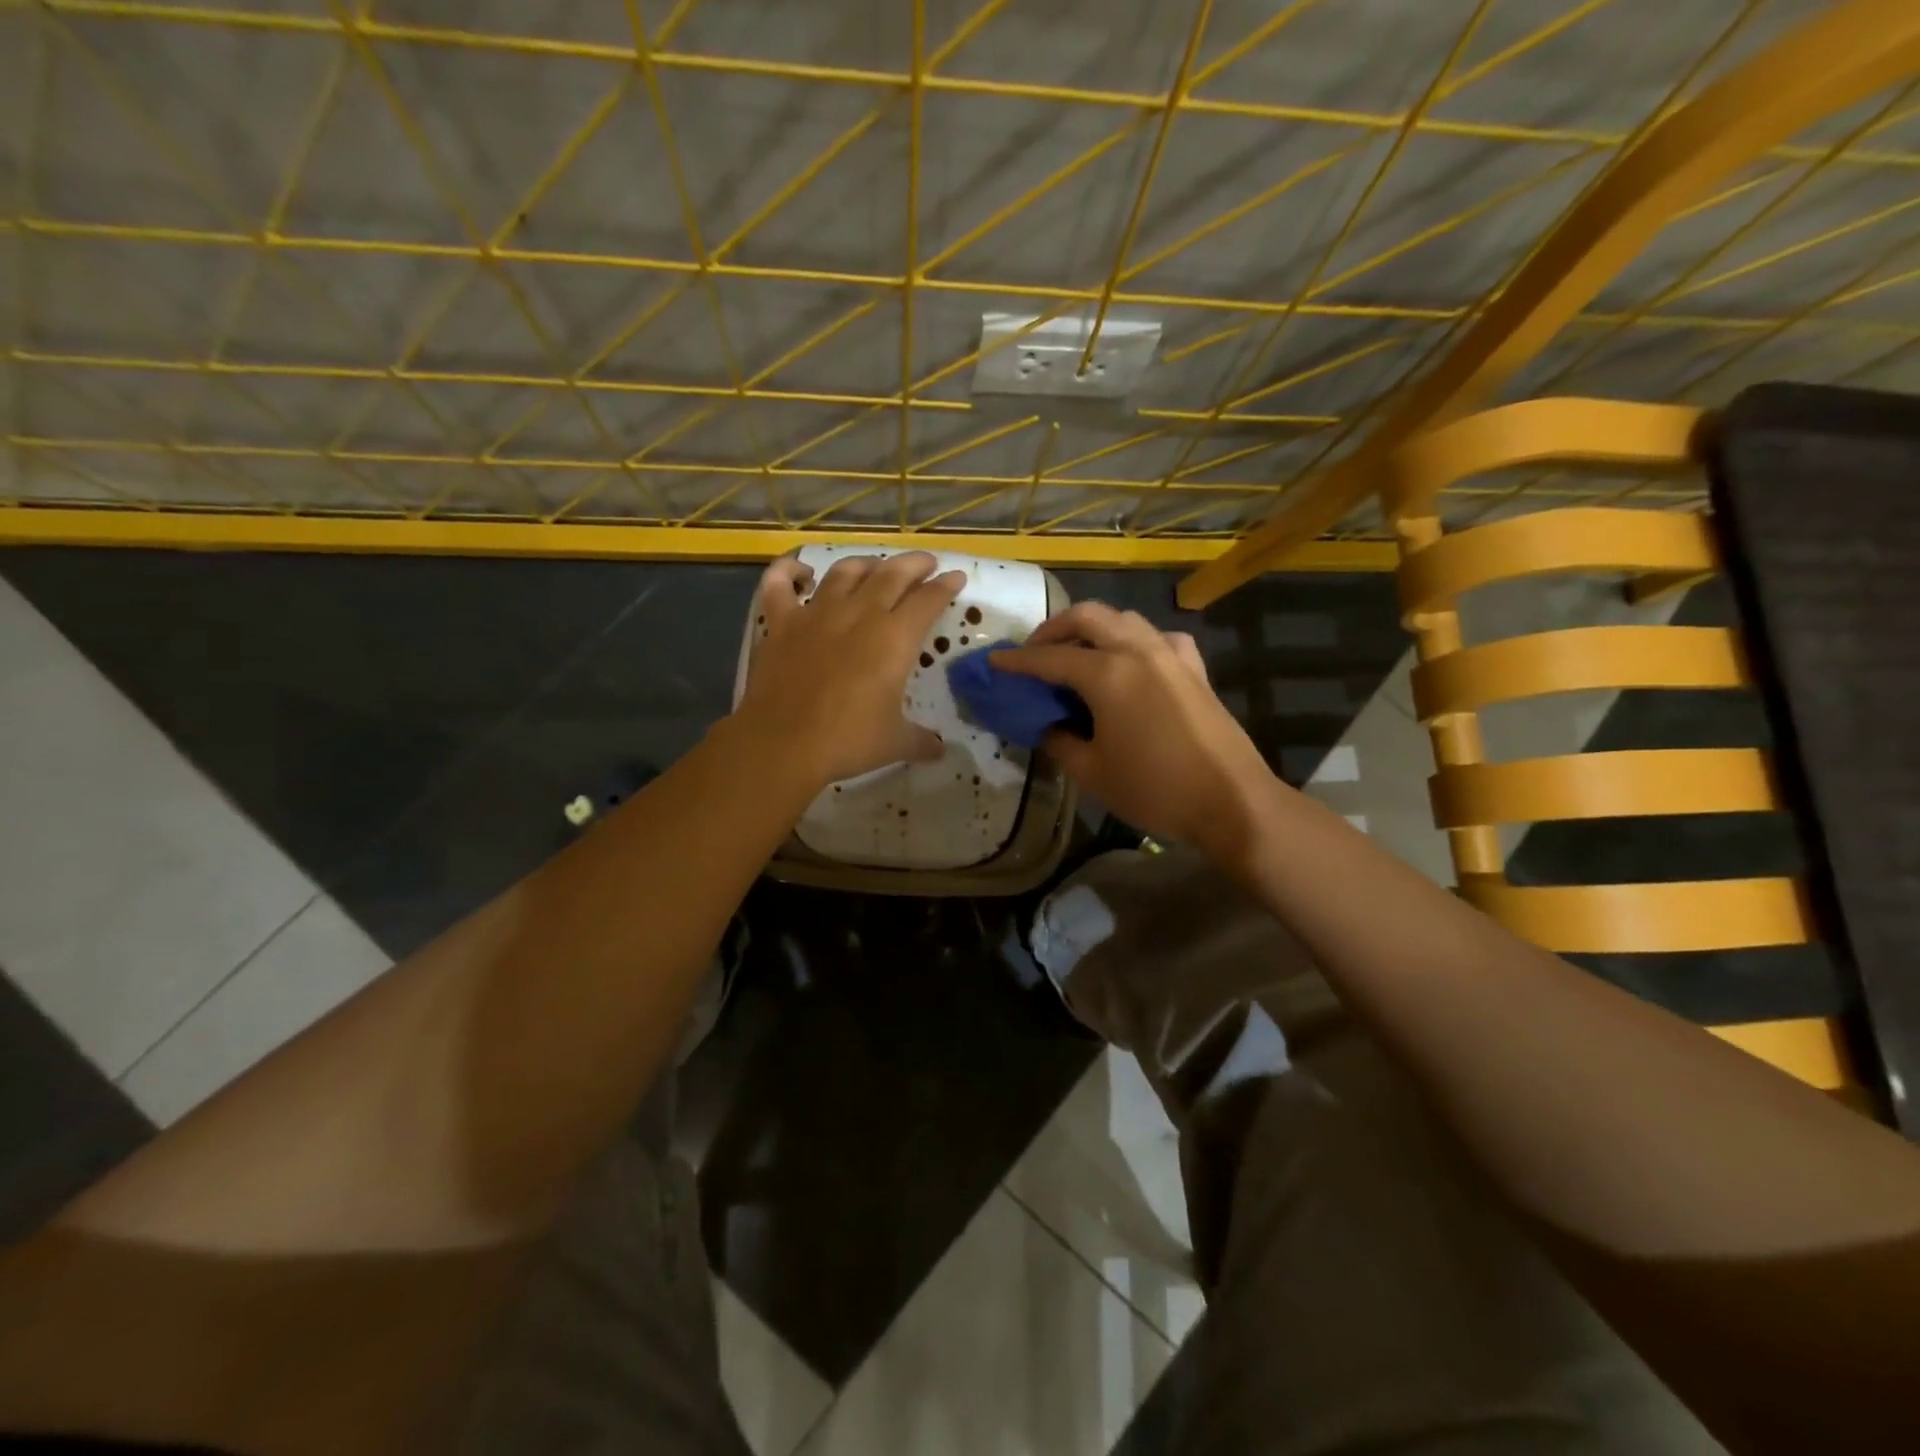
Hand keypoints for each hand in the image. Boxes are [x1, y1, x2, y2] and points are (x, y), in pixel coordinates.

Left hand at [735, 552, 965, 786]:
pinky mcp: (781, 622)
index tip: (956, 577)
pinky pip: (781, 584)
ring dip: (866, 563)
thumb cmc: (847, 741)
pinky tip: (802, 570)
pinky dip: (789, 570)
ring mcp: (817, 613)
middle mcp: (859, 614)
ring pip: (845, 572)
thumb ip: (920, 741)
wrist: (783, 742)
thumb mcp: (894, 743)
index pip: (928, 600)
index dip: (946, 586)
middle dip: (914, 564)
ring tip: (876, 565)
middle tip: (925, 563)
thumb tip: (939, 750)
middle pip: (892, 574)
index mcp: (895, 638)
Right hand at [992, 603, 1273, 860]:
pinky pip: (1158, 637)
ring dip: (1094, 627)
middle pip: (1088, 616)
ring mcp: (1171, 655)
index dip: (1017, 660)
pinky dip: (1135, 640)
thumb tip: (1045, 725)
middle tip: (1034, 652)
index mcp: (1108, 675)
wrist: (1231, 801)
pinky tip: (1132, 662)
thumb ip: (1059, 741)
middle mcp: (1138, 651)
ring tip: (1077, 653)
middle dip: (1054, 628)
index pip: (1050, 658)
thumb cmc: (1155, 789)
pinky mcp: (1194, 668)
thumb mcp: (1092, 772)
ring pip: (1124, 619)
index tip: (993, 660)